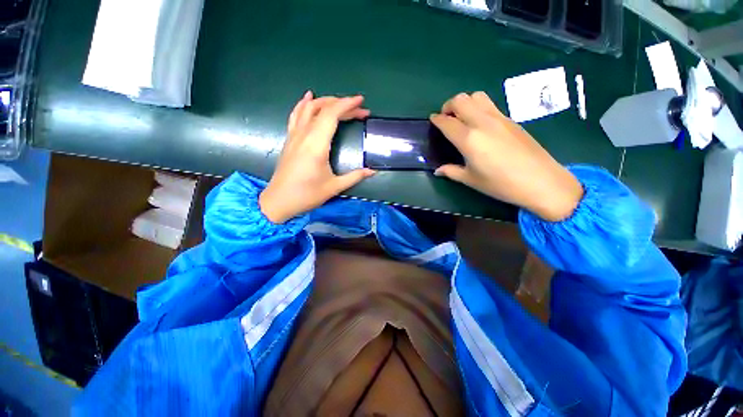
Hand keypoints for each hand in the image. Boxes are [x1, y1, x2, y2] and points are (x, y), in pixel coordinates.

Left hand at [259, 92, 375, 223]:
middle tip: (360, 110)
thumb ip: (355, 176)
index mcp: (316, 144)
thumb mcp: (334, 187)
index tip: (361, 101)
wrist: (279, 200)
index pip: (332, 115)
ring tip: (340, 103)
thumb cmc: (307, 195)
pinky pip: (296, 115)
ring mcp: (294, 135)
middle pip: (323, 109)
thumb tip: (372, 171)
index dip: (347, 105)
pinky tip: (309, 98)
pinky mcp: (290, 139)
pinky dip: (304, 104)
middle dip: (343, 105)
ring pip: (309, 108)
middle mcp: (304, 134)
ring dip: (326, 101)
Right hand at [430, 92, 582, 221]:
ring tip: (462, 117)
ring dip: (465, 102)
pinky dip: (478, 107)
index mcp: (468, 139)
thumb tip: (438, 171)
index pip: (447, 122)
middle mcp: (482, 122)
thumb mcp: (470, 179)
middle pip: (461, 100)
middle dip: (449, 106)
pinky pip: (490, 104)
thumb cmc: (500, 184)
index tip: (432, 120)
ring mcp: (498, 118)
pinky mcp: (510, 119)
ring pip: (477, 96)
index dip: (437, 119)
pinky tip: (479, 124)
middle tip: (446, 118)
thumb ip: (451, 171)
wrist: (540, 181)